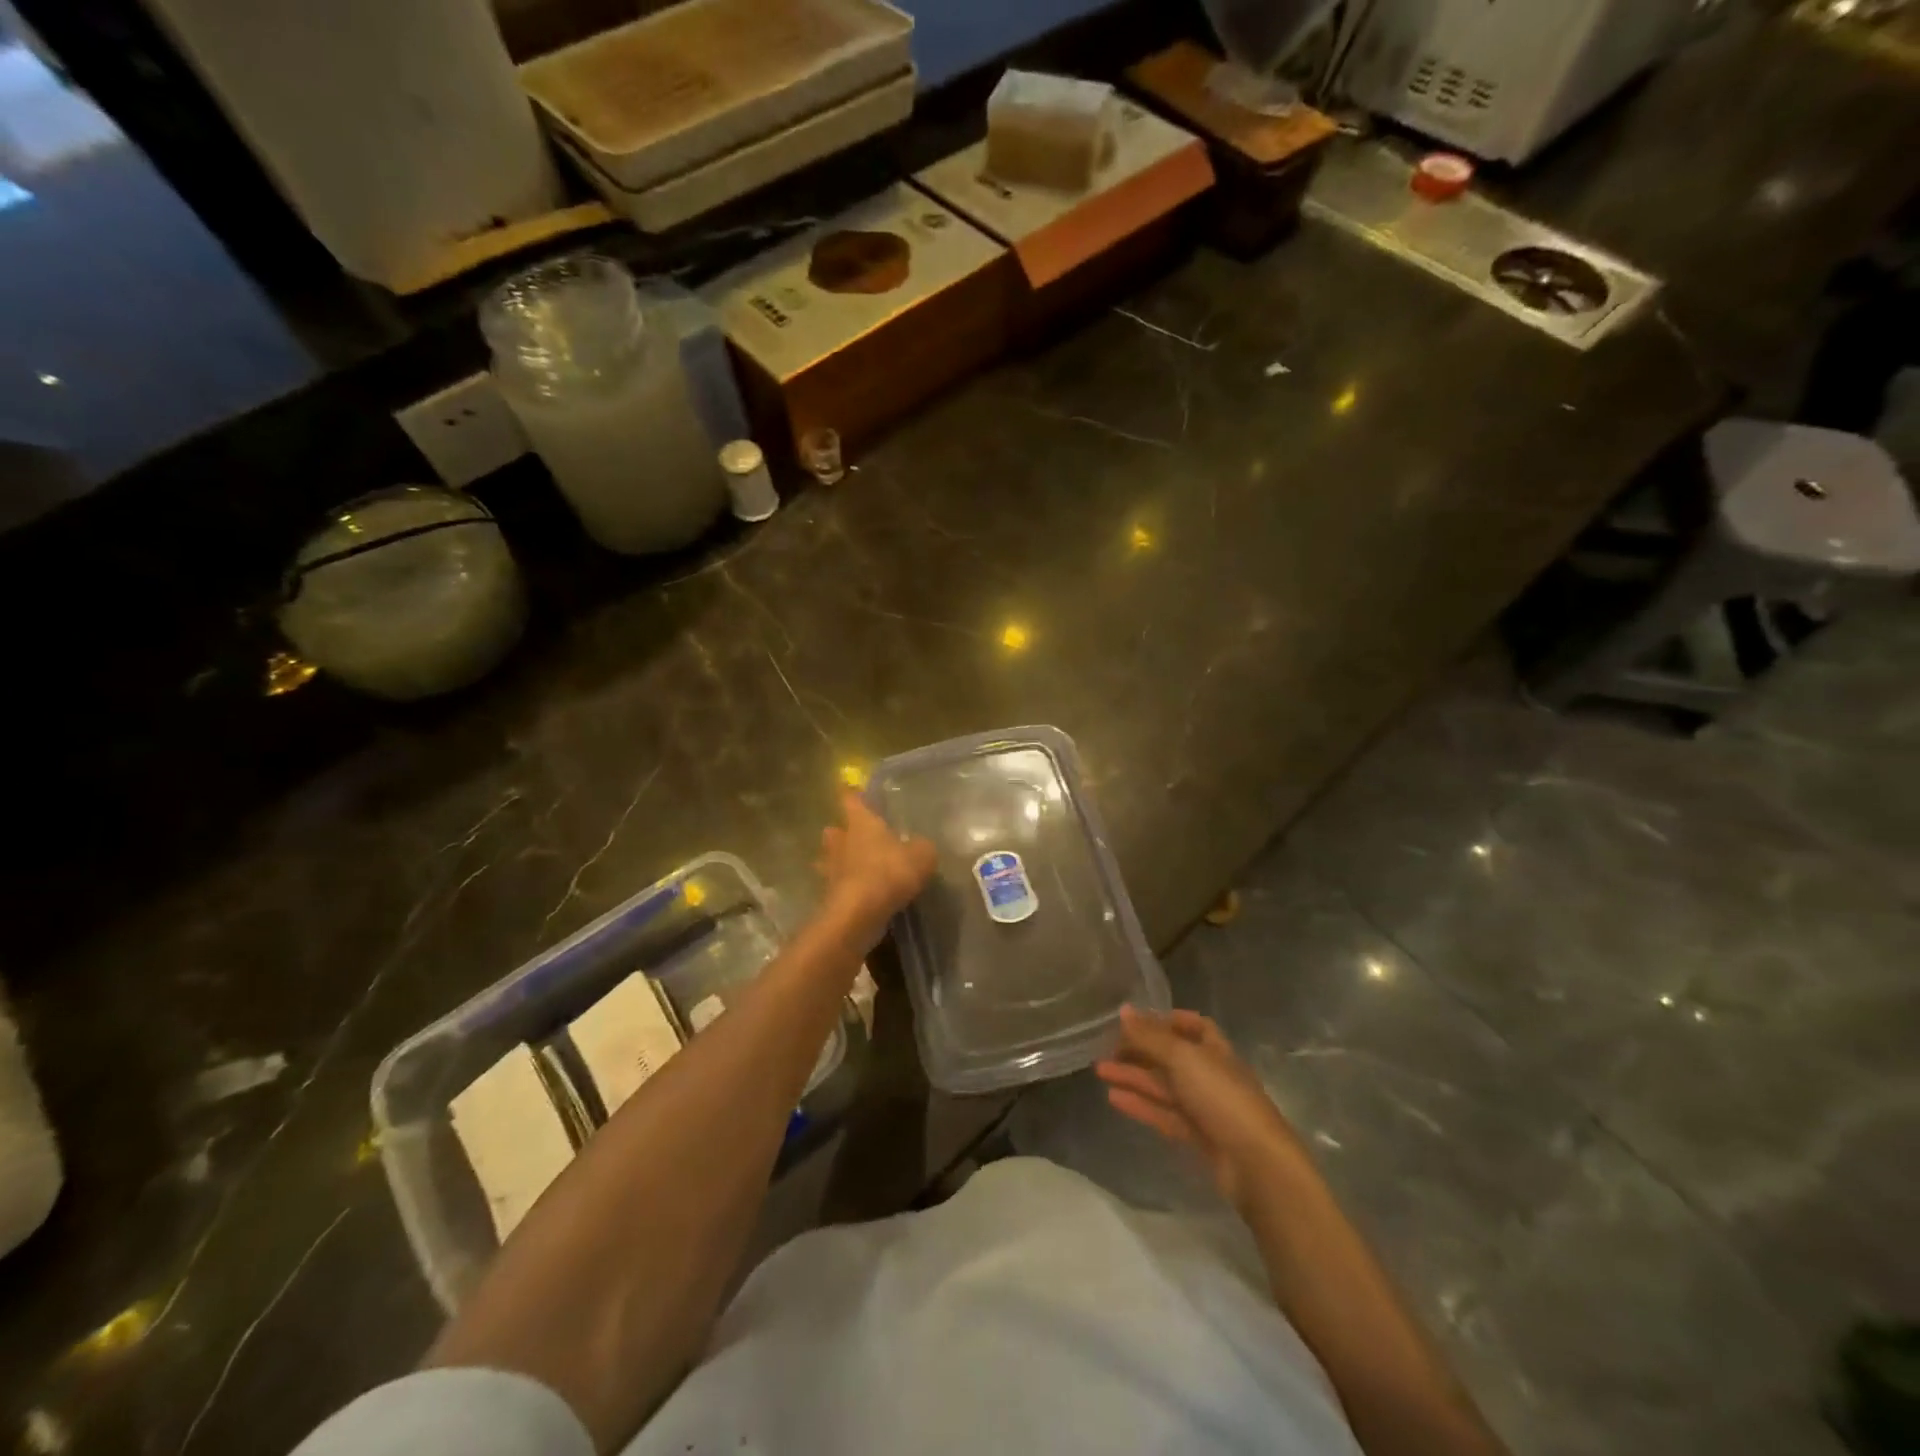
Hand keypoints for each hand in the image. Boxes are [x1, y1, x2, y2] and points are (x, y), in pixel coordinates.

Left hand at [817, 788, 936, 952]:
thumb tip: (920, 846)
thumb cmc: (890, 872)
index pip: (851, 800)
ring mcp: (832, 869)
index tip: (853, 792)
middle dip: (841, 832)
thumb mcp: (922, 855)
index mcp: (861, 822)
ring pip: (829, 859)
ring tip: (853, 867)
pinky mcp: (830, 896)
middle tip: (854, 836)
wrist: (860, 913)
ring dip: (838, 862)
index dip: (853, 795)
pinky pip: (837, 886)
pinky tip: (859, 894)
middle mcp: (842, 841)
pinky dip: (845, 888)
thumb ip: (922, 847)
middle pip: (834, 831)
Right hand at [1096, 1007, 1313, 1213]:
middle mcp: (1211, 1075)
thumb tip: (1123, 1011)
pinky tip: (1113, 1098)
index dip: (1167, 1020)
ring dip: (1133, 1076)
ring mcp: (1204, 1108)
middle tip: (1107, 1047)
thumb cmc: (1222, 1097)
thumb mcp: (1183, 1058)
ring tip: (1099, 1070)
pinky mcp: (1197, 1136)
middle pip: (1172, 1057)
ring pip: (1163, 1086)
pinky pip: (1163, 1113)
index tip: (1137, 1020)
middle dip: (1141, 1050)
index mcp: (1216, 1050)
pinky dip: (1140, 1104)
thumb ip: (1150, 1037)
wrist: (1255, 1164)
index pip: (1194, 1026)